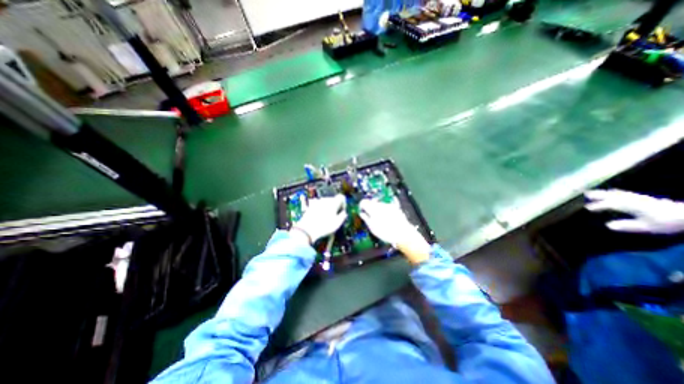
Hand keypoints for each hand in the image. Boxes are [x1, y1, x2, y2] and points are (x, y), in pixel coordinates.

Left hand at [293, 194, 346, 244]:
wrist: (307, 229)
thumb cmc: (324, 227)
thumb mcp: (337, 224)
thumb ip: (342, 216)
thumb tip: (344, 213)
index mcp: (333, 203)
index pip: (341, 197)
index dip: (343, 203)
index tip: (342, 210)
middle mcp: (325, 200)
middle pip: (333, 200)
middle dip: (335, 206)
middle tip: (335, 216)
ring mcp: (317, 202)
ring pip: (326, 202)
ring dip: (328, 208)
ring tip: (326, 218)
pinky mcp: (311, 206)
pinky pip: (319, 206)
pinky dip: (320, 210)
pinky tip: (319, 218)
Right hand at [359, 198, 428, 263]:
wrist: (403, 234)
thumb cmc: (385, 232)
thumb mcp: (372, 227)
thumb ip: (366, 218)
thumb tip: (362, 213)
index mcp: (373, 209)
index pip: (363, 202)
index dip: (361, 206)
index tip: (362, 211)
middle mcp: (380, 204)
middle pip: (371, 202)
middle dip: (369, 208)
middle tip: (370, 217)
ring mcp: (388, 205)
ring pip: (379, 204)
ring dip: (377, 209)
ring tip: (380, 219)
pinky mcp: (395, 207)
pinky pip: (386, 206)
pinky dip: (384, 210)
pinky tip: (387, 218)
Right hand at [584, 190, 683, 233]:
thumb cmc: (667, 222)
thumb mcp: (648, 227)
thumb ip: (628, 226)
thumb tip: (608, 225)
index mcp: (633, 207)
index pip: (612, 205)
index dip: (599, 206)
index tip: (588, 208)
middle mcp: (634, 200)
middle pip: (613, 196)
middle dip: (599, 195)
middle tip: (585, 194)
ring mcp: (639, 198)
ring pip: (618, 194)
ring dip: (604, 193)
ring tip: (592, 192)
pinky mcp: (643, 198)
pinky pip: (624, 193)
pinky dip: (615, 192)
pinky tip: (611, 192)